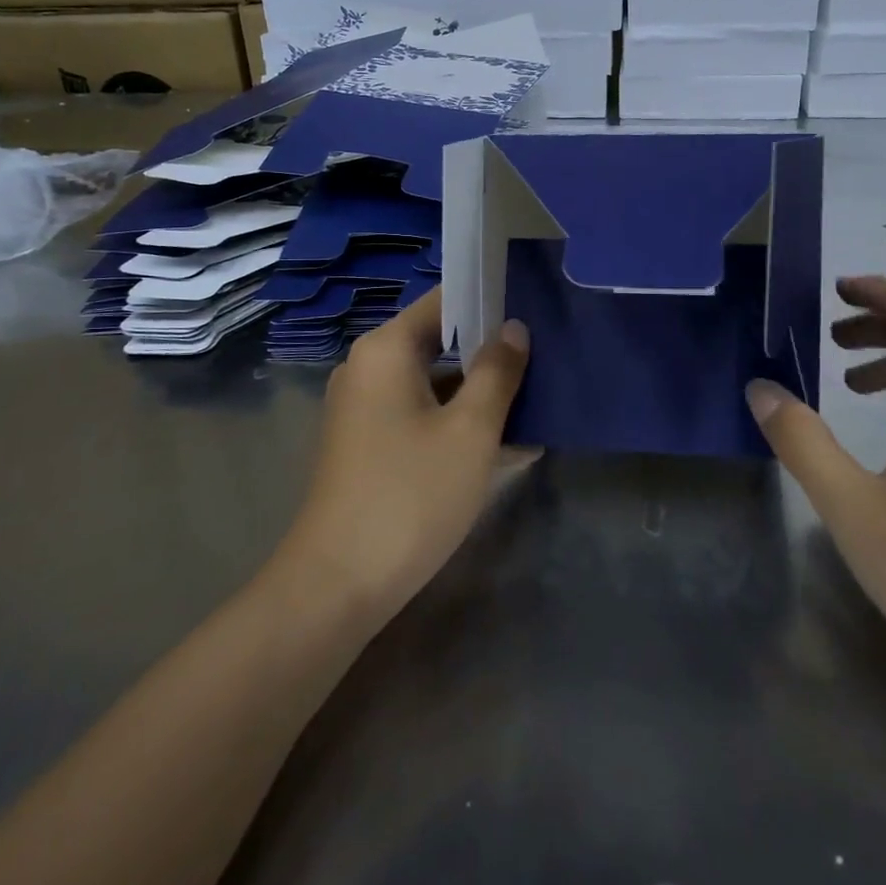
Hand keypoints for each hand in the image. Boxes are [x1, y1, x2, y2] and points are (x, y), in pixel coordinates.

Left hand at [285, 289, 530, 625]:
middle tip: (547, 355)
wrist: (337, 586)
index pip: (445, 299)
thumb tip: (515, 329)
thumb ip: (497, 372)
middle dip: (493, 351)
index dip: (491, 298)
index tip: (536, 306)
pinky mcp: (370, 444)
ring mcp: (366, 409)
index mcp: (387, 349)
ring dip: (482, 392)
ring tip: (540, 400)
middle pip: (441, 341)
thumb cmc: (411, 495)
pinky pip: (423, 416)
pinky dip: (460, 422)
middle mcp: (370, 368)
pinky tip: (511, 445)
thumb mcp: (470, 431)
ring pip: (436, 383)